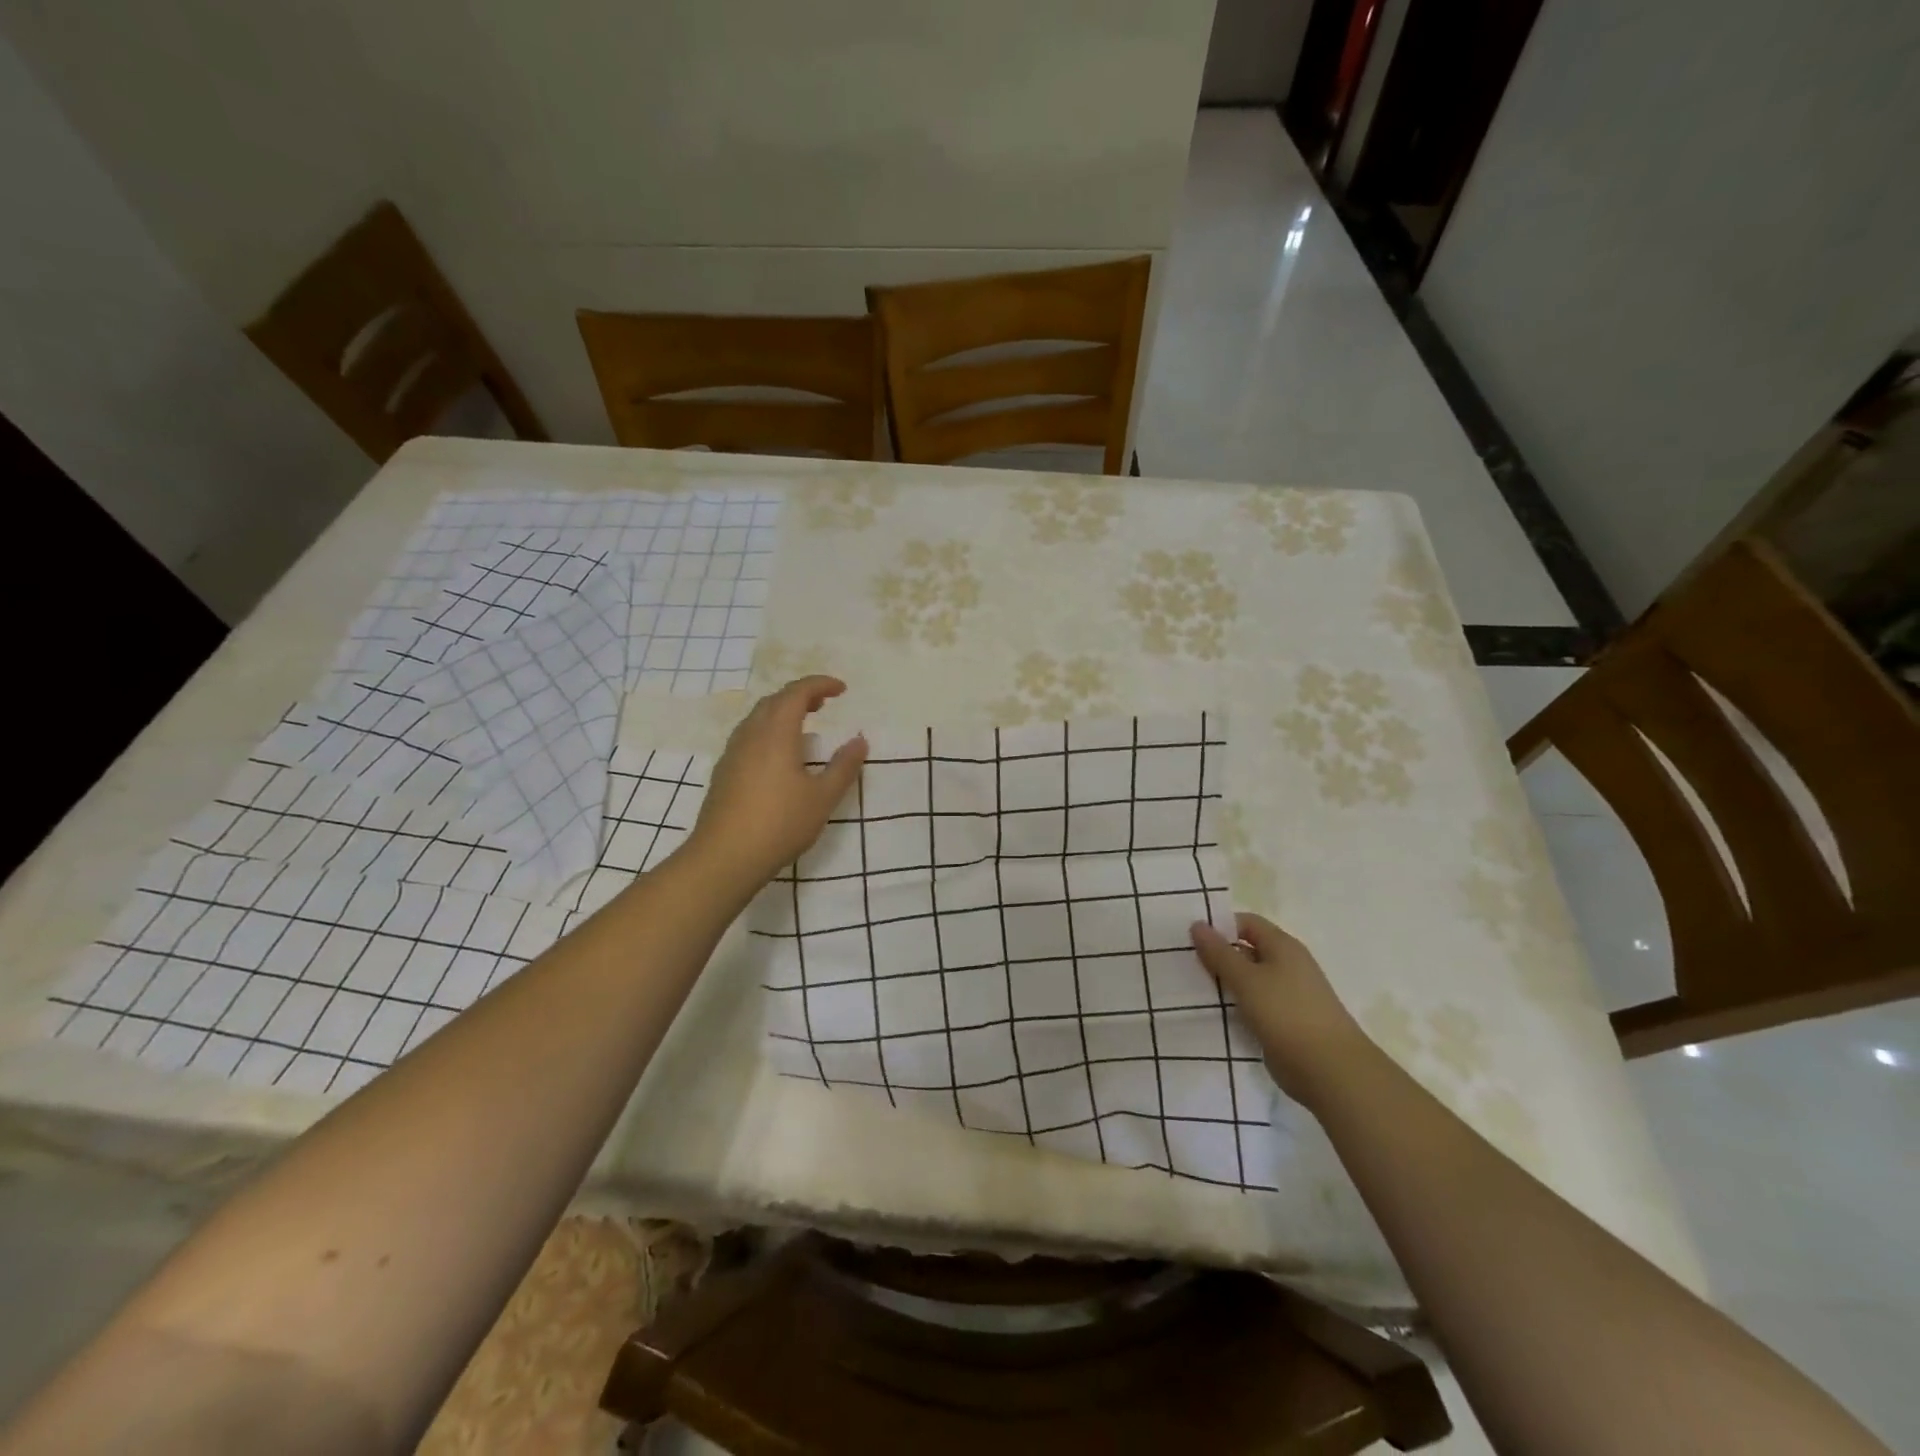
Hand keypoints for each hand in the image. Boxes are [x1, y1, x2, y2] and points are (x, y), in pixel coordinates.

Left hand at [688, 676, 867, 887]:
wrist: (724, 857)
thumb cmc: (780, 823)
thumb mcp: (823, 797)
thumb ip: (844, 766)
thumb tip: (860, 741)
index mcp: (776, 733)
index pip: (797, 693)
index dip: (820, 684)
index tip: (842, 689)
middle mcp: (751, 735)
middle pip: (774, 700)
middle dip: (801, 695)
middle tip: (824, 704)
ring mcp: (733, 753)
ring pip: (758, 718)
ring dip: (782, 712)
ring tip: (804, 725)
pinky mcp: (724, 772)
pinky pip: (748, 736)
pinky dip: (769, 730)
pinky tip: (779, 755)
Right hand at [1190, 913, 1371, 1106]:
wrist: (1330, 1070)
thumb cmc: (1286, 1014)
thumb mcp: (1246, 979)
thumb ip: (1219, 953)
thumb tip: (1197, 924)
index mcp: (1282, 946)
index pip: (1246, 922)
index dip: (1219, 926)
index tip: (1190, 939)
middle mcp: (1287, 965)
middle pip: (1246, 950)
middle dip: (1217, 956)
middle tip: (1184, 964)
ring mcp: (1288, 995)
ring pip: (1248, 980)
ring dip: (1224, 983)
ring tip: (1192, 988)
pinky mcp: (1285, 1021)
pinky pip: (1254, 1004)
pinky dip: (1236, 1005)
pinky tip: (1214, 1013)